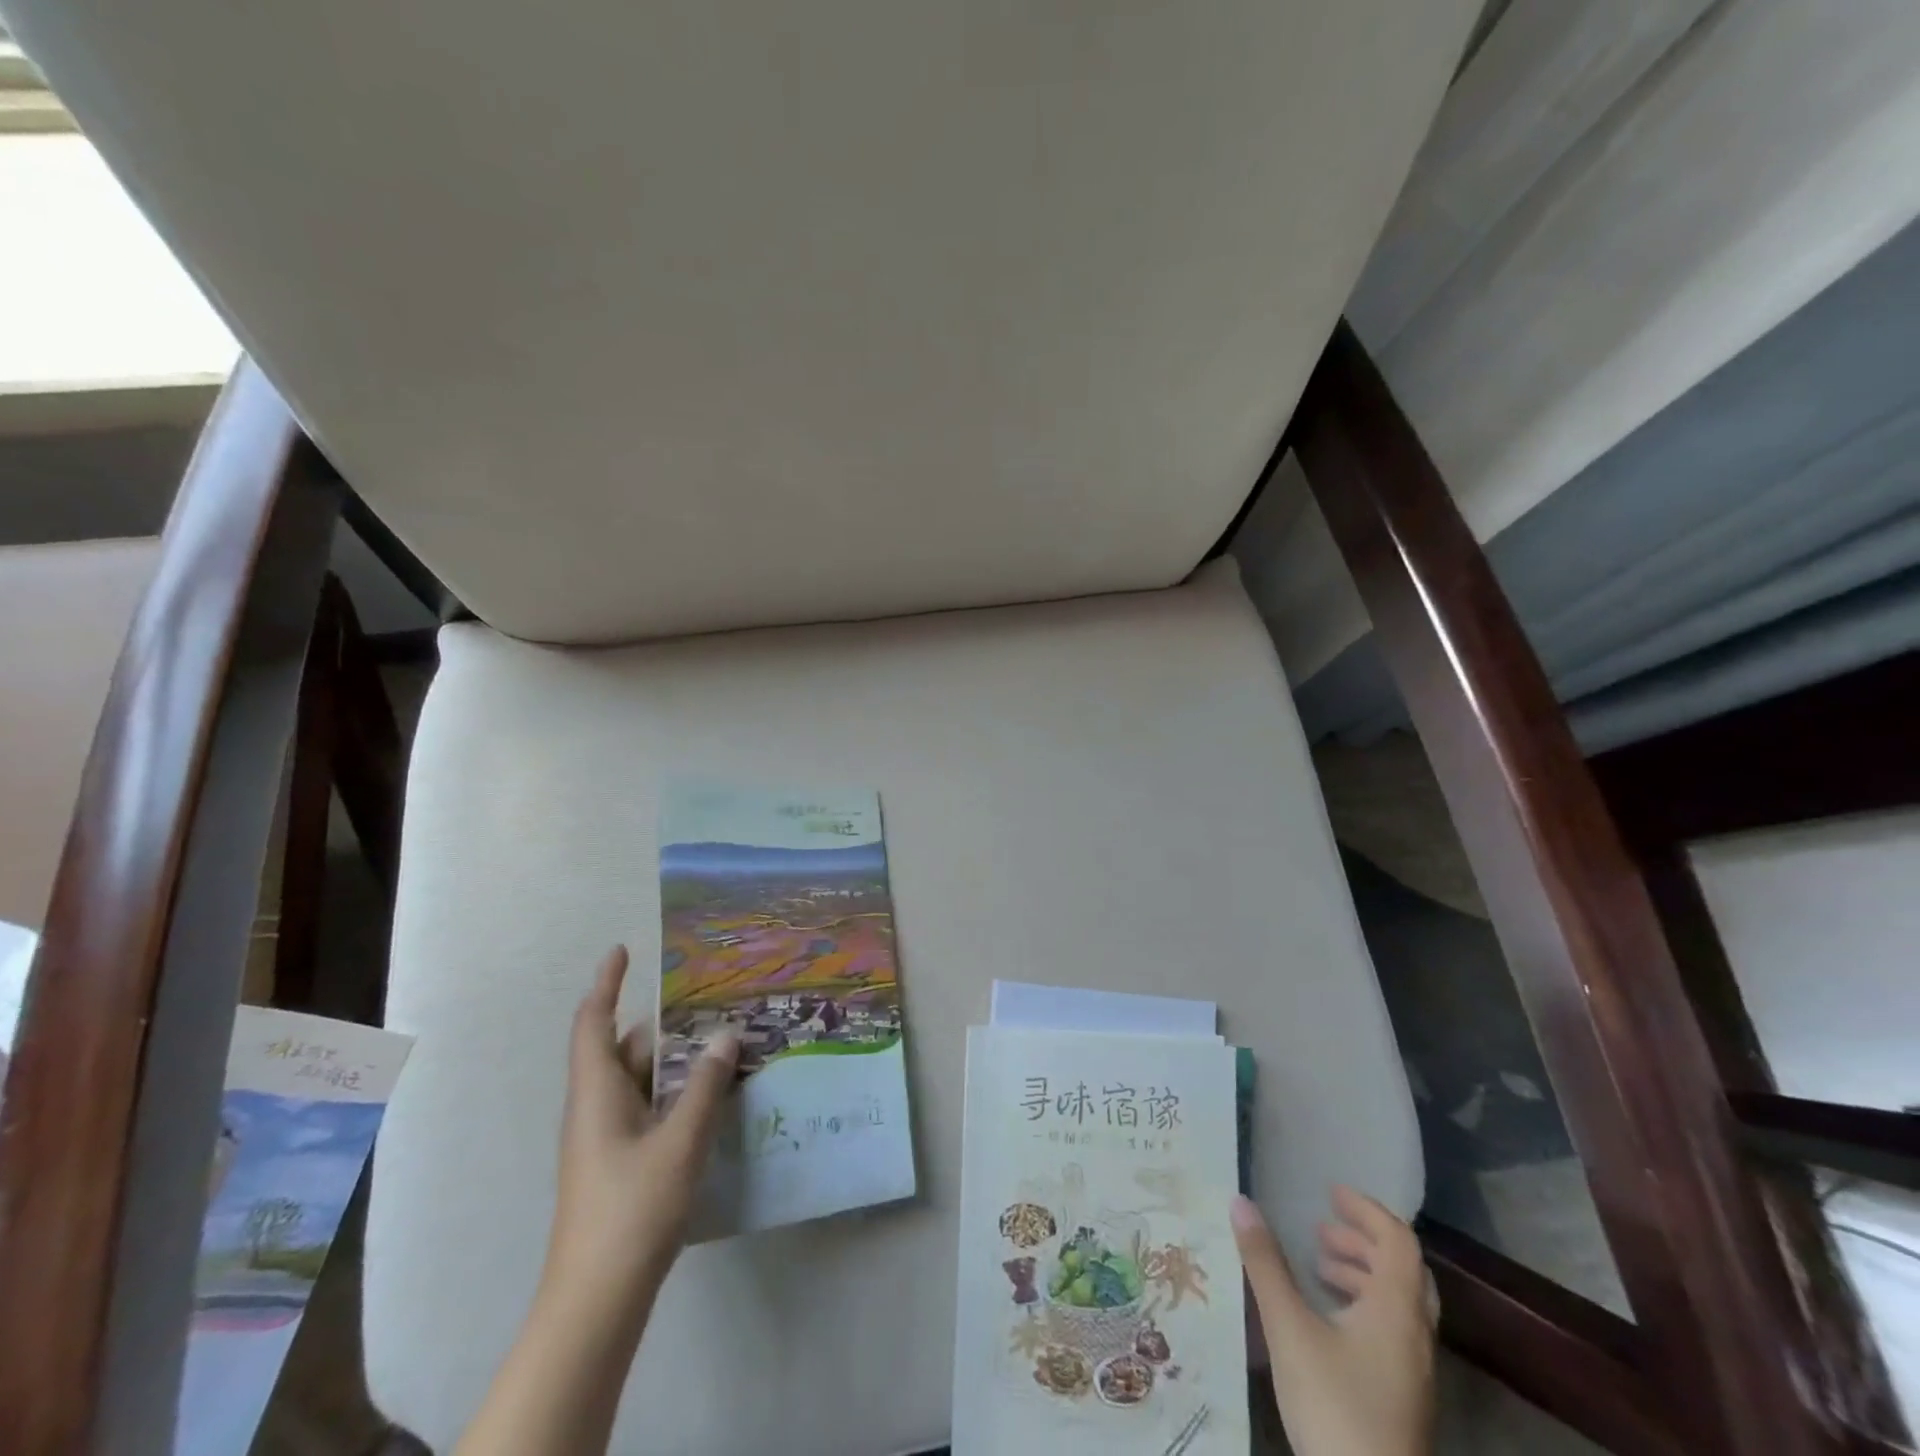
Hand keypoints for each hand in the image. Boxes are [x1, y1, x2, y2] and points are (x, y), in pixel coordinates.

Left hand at [455, 947, 738, 1455]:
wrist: (596, 1300)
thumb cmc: (631, 1209)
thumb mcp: (679, 1141)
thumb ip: (704, 1086)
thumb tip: (725, 1035)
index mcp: (596, 1093)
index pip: (593, 1024)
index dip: (605, 984)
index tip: (623, 950)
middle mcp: (595, 1107)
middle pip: (624, 1049)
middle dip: (663, 1023)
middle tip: (708, 1001)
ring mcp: (605, 1138)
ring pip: (639, 1080)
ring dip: (674, 1060)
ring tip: (720, 1041)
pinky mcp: (619, 1163)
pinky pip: (647, 1107)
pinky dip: (674, 1091)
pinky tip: (710, 1096)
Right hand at [1232, 1187, 1434, 1455]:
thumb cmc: (1335, 1404)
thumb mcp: (1289, 1327)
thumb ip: (1265, 1263)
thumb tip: (1240, 1201)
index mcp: (1397, 1309)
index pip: (1398, 1241)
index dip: (1367, 1210)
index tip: (1331, 1192)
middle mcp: (1414, 1334)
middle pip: (1402, 1271)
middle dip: (1362, 1241)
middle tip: (1319, 1229)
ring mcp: (1414, 1371)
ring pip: (1397, 1303)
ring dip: (1362, 1274)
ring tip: (1317, 1267)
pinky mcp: (1403, 1397)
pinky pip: (1391, 1331)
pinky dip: (1363, 1306)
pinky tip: (1326, 1319)